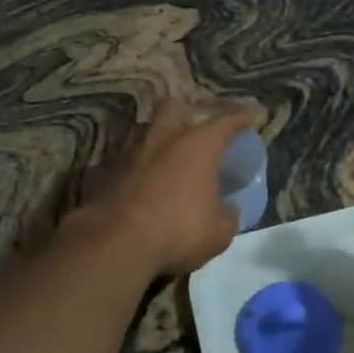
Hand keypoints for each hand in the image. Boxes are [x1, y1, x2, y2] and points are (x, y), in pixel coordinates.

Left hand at [72, 97, 260, 276]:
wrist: (115, 244)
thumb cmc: (178, 231)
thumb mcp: (219, 232)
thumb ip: (227, 215)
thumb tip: (228, 210)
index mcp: (198, 146)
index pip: (226, 122)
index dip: (241, 116)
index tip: (251, 112)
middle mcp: (162, 138)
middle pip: (174, 108)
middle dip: (185, 113)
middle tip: (193, 130)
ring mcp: (128, 152)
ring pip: (144, 132)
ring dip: (156, 142)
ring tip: (164, 161)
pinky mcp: (102, 171)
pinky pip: (122, 163)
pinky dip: (131, 171)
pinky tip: (135, 187)